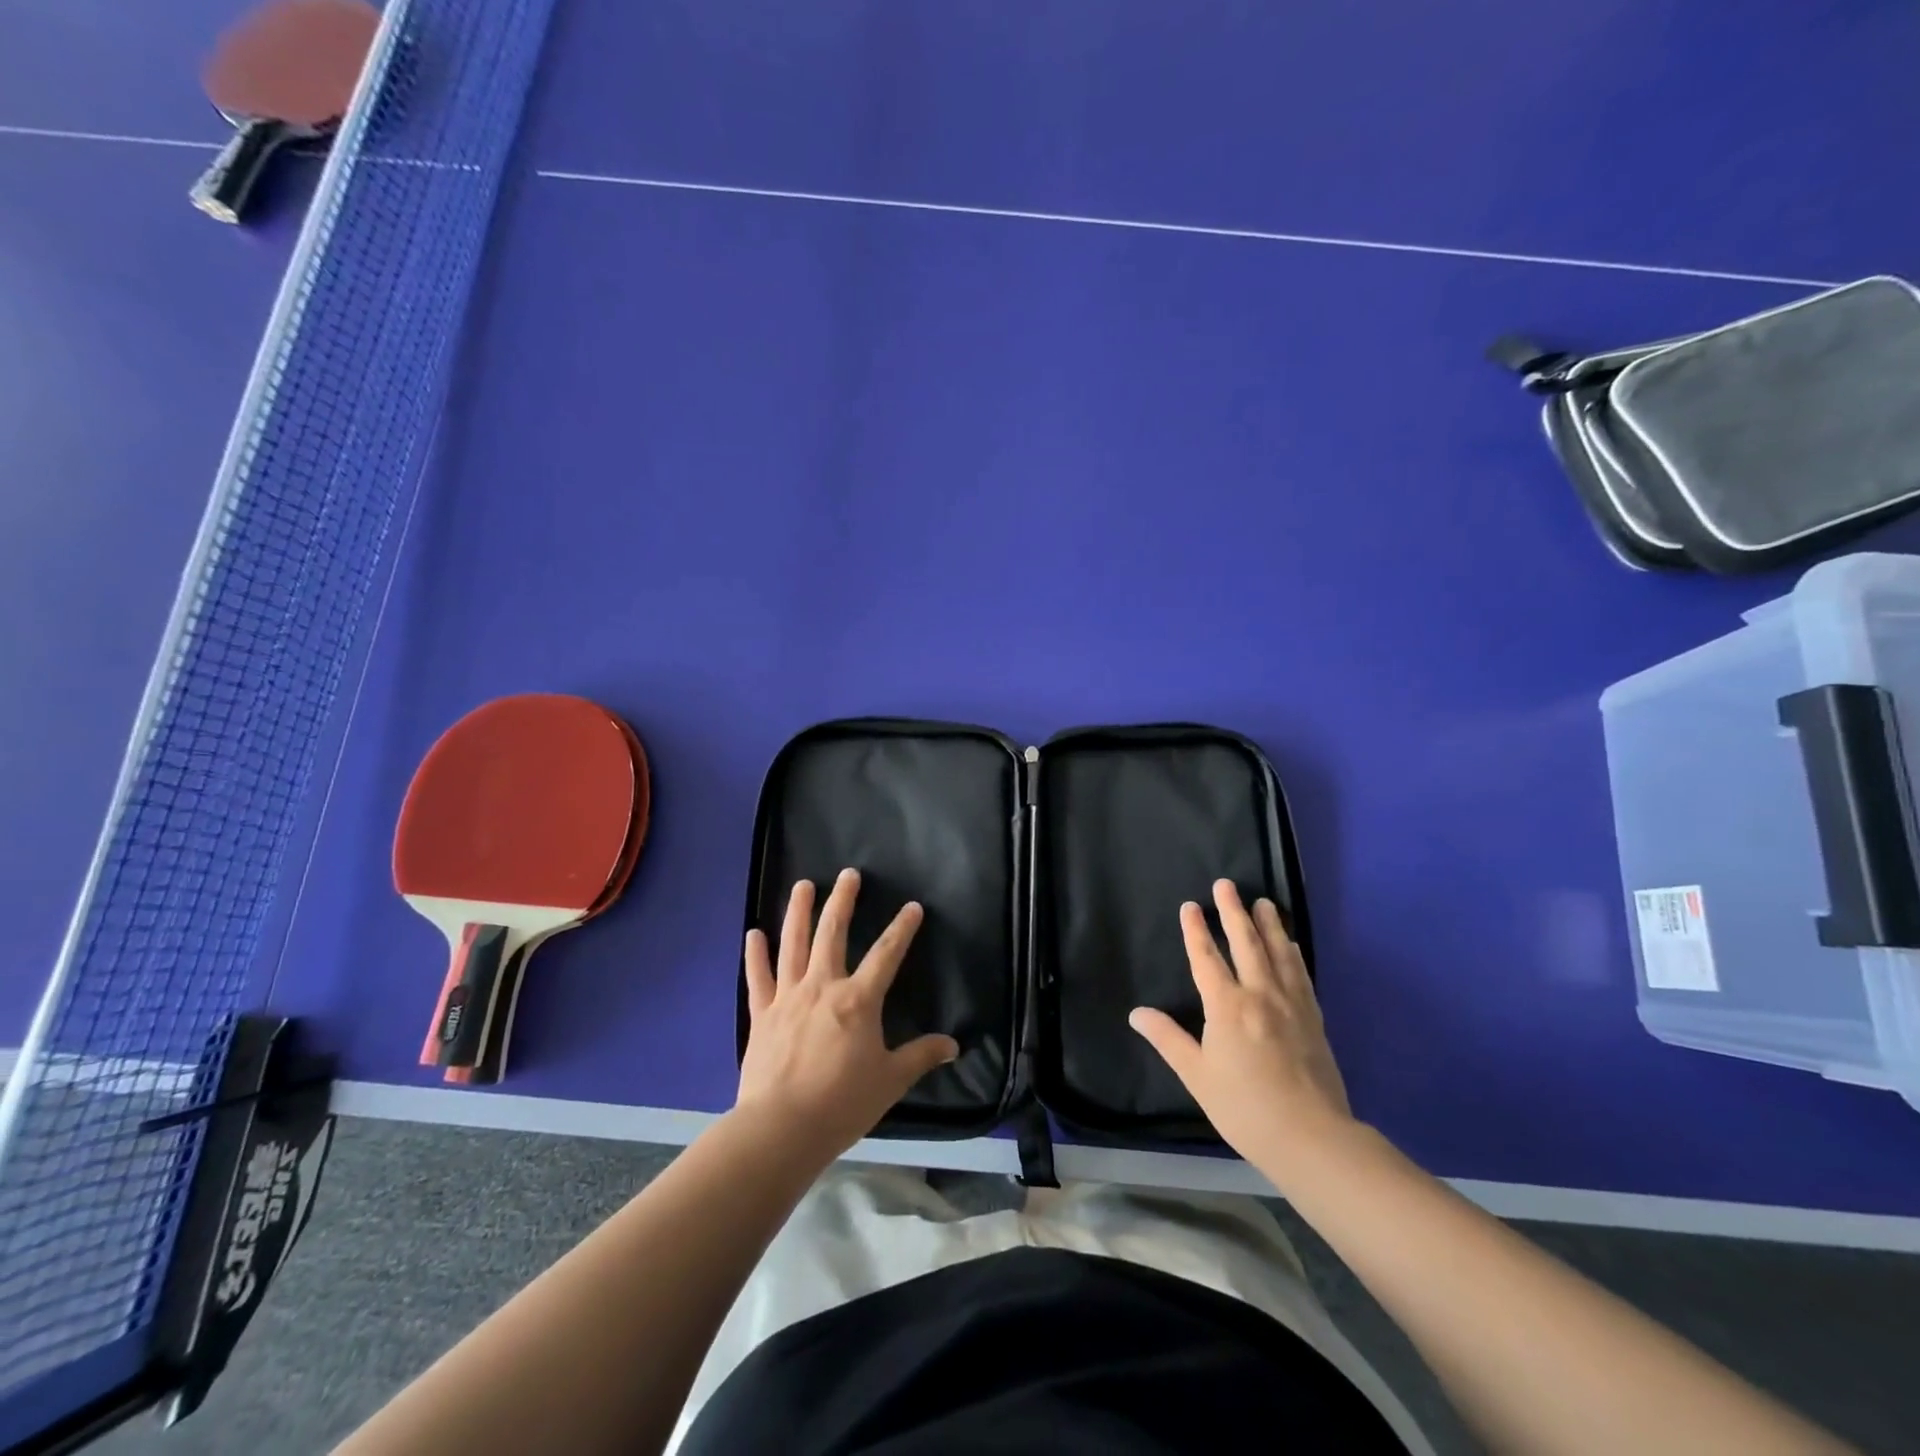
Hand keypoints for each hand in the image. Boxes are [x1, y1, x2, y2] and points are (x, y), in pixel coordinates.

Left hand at [736, 869, 958, 1164]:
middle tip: (848, 874)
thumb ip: (921, 1057)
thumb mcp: (891, 1081)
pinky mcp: (762, 1014)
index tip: (912, 907)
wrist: (781, 1129)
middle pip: (832, 932)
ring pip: (793, 944)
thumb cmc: (843, 1103)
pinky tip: (753, 933)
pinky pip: (758, 978)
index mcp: (858, 1000)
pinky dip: (755, 954)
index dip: (902, 928)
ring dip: (798, 911)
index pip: (886, 954)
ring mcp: (788, 997)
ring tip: (802, 885)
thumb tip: (953, 1046)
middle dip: (843, 900)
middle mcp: (822, 986)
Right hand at [1130, 879, 1353, 1181]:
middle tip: (1227, 885)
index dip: (1196, 930)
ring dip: (1269, 925)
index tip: (1190, 906)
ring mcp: (1291, 1005)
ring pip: (1278, 953)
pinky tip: (1292, 946)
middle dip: (1233, 912)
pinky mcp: (1313, 1019)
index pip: (1207, 957)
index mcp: (1227, 1006)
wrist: (1311, 1137)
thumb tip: (1137, 1013)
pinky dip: (1293, 954)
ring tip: (1264, 902)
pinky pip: (1301, 975)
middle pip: (1246, 943)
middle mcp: (1260, 995)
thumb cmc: (1245, 1107)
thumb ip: (1168, 1039)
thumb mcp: (1197, 1076)